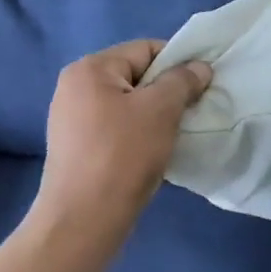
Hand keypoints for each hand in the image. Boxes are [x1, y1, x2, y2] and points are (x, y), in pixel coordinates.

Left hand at [35, 39, 211, 225]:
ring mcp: (71, 119)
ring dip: (154, 116)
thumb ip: (183, 80)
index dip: (178, 64)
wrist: (83, 222)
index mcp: (90, 68)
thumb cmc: (123, 156)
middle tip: (189, 114)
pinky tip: (151, 154)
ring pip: (128, 104)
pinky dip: (137, 134)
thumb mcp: (161, 110)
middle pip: (136, 76)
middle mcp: (75, 86)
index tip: (200, 88)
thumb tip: (199, 67)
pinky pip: (116, 127)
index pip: (146, 49)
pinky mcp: (75, 147)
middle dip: (166, 92)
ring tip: (172, 136)